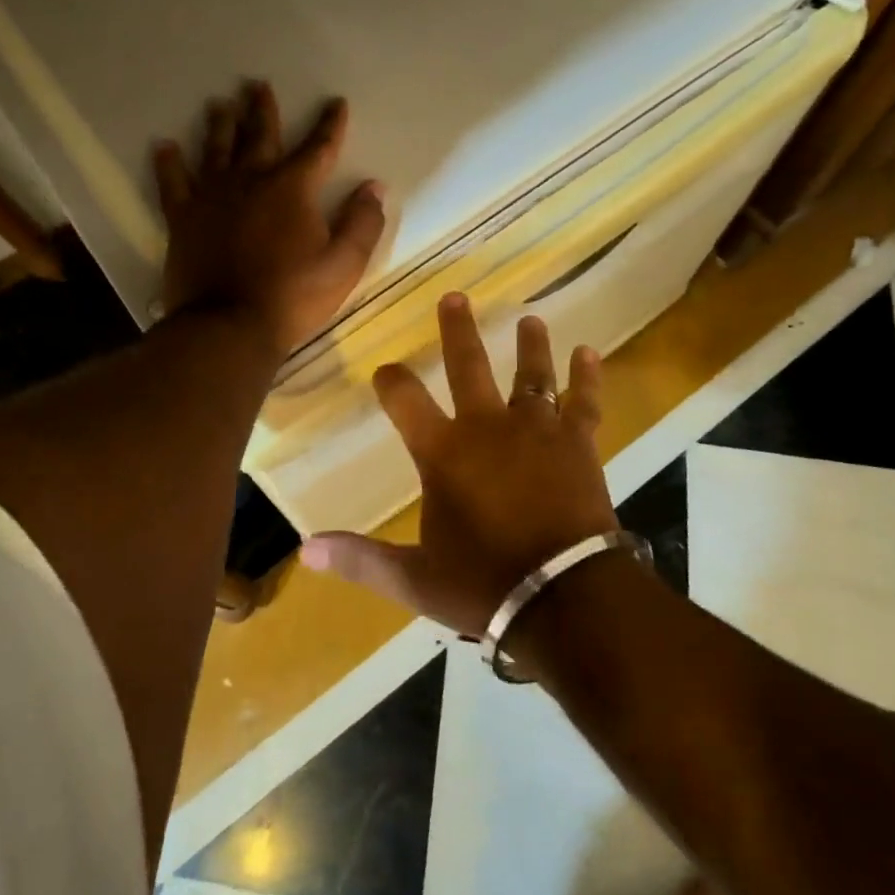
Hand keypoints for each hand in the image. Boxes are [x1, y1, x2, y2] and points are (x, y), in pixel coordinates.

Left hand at [155, 81, 386, 356]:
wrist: (228, 325)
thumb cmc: (292, 297)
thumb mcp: (343, 265)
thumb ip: (362, 223)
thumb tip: (374, 187)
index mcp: (292, 188)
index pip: (318, 147)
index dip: (329, 124)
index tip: (335, 102)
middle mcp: (251, 181)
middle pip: (259, 136)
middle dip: (262, 110)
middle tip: (257, 84)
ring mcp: (212, 197)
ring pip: (216, 149)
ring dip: (220, 125)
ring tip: (220, 104)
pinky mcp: (183, 218)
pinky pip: (174, 183)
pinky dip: (169, 164)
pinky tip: (164, 146)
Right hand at [300, 294, 618, 636]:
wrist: (565, 597)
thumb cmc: (484, 584)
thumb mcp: (414, 578)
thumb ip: (361, 558)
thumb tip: (305, 551)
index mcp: (443, 452)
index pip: (404, 400)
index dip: (390, 381)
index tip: (384, 369)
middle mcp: (487, 427)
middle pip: (469, 366)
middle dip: (457, 331)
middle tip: (455, 296)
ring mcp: (537, 431)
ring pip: (531, 375)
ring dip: (529, 345)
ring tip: (530, 319)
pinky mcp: (578, 444)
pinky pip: (583, 401)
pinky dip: (587, 377)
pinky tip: (589, 353)